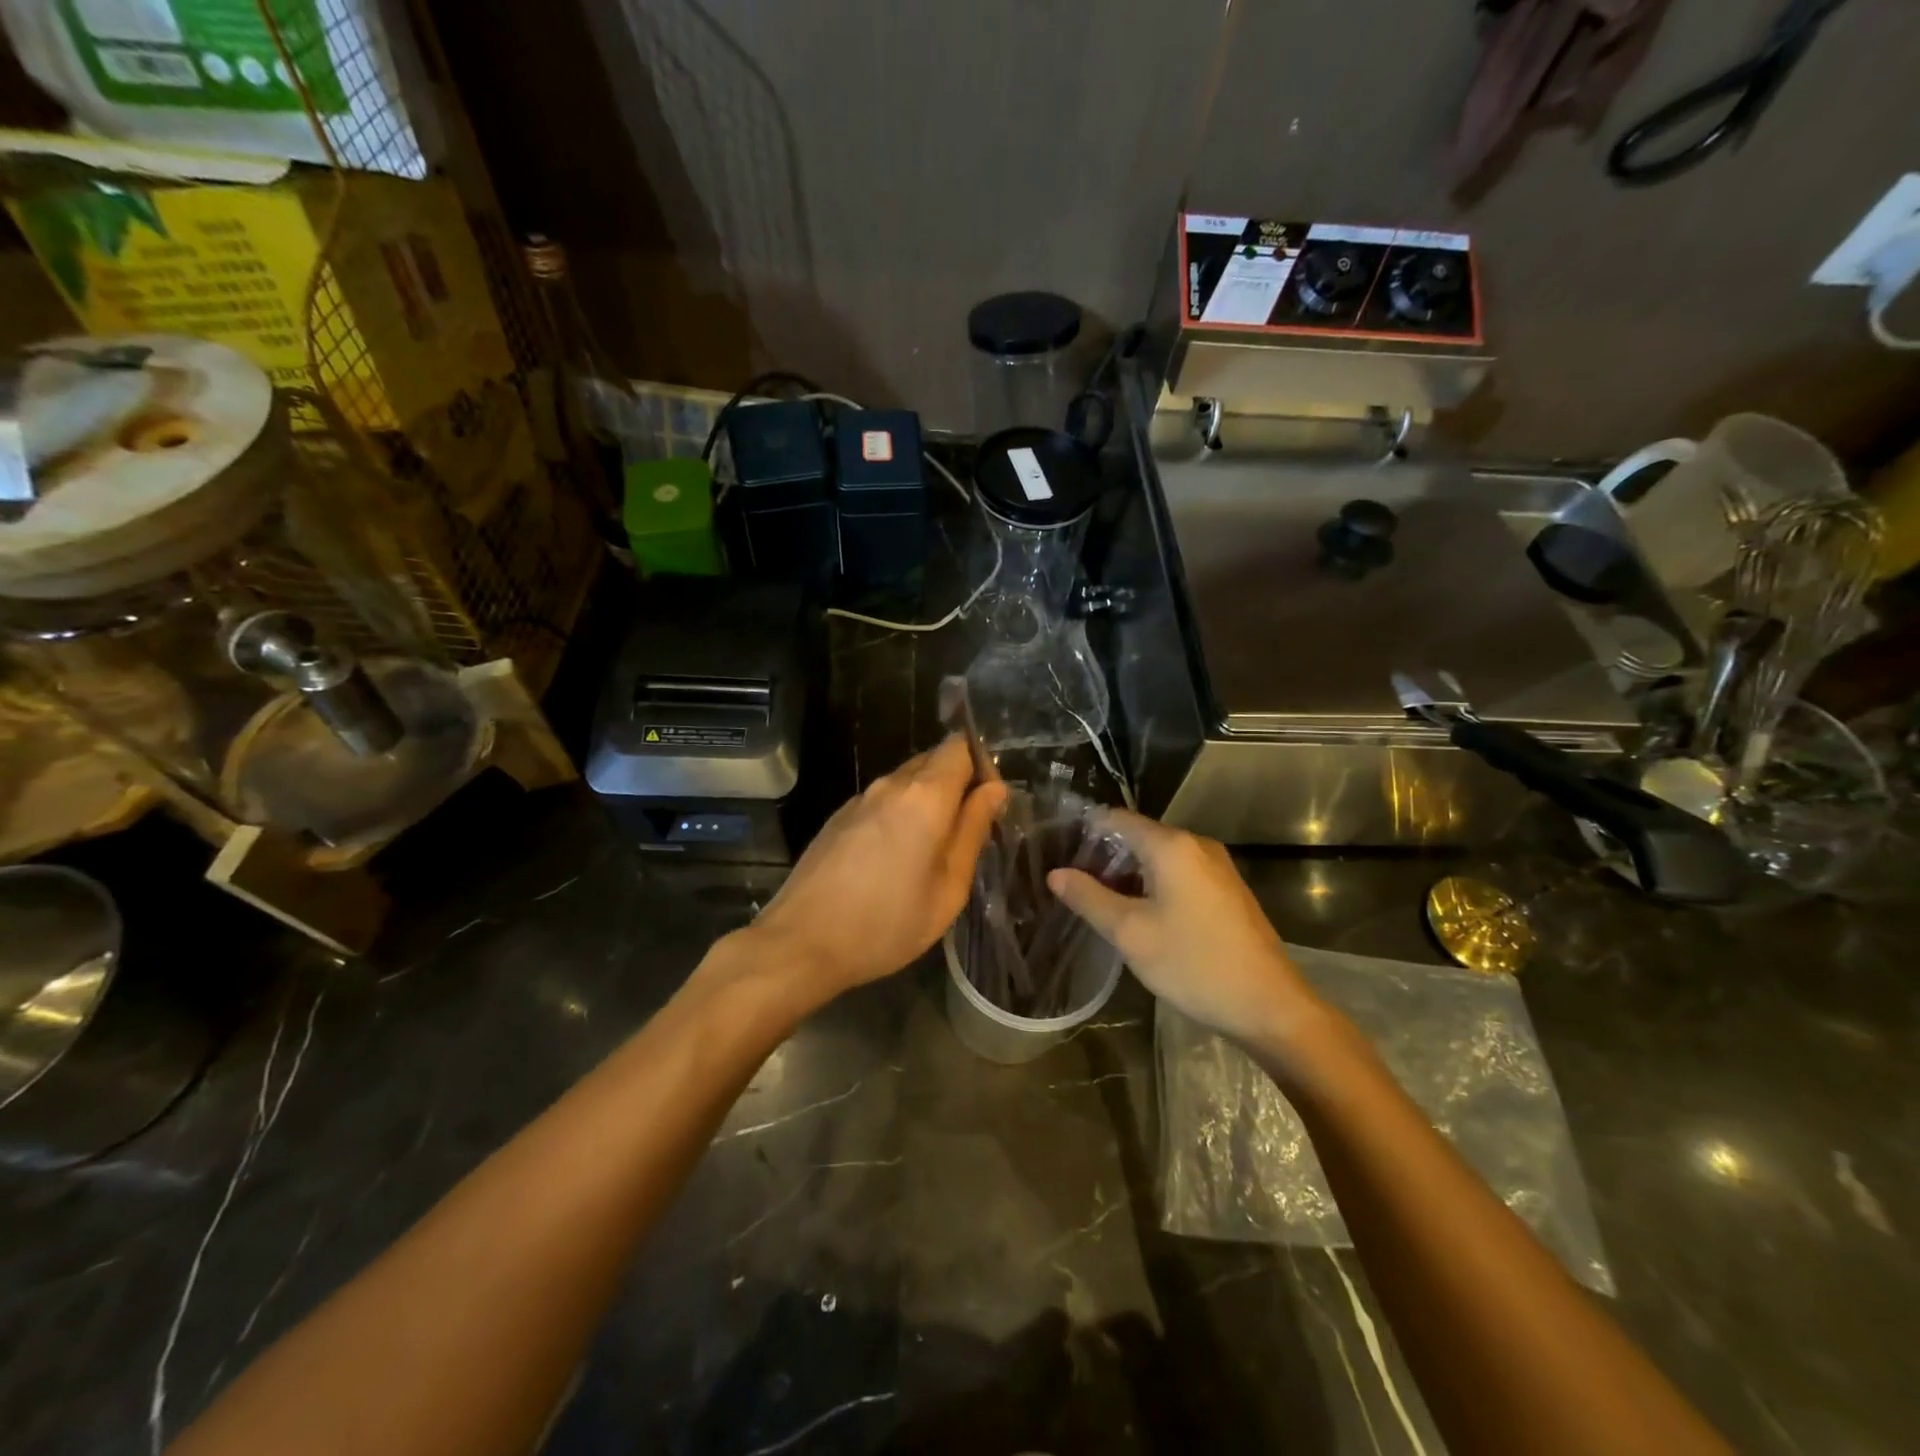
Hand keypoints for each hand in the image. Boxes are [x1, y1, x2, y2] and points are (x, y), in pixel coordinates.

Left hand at [746, 736, 1006, 1003]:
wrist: (802, 943)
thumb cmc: (887, 923)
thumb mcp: (948, 888)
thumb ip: (973, 831)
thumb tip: (994, 790)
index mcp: (924, 795)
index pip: (960, 746)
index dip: (982, 766)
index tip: (989, 804)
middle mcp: (890, 784)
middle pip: (933, 760)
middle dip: (957, 784)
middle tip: (967, 831)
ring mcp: (859, 799)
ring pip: (907, 781)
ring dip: (928, 801)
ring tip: (932, 850)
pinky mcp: (839, 817)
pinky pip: (883, 801)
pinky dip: (900, 815)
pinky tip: (895, 858)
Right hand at [1047, 809, 1322, 1051]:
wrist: (1270, 1006)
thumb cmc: (1194, 964)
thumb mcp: (1130, 933)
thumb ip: (1089, 898)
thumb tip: (1055, 874)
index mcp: (1172, 846)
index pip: (1116, 819)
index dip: (1085, 832)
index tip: (1058, 854)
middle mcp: (1196, 845)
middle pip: (1138, 836)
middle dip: (1104, 857)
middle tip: (1073, 886)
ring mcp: (1217, 867)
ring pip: (1160, 857)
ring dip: (1129, 874)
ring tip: (1099, 903)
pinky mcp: (1227, 890)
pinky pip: (1180, 873)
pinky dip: (1154, 885)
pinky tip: (1139, 915)